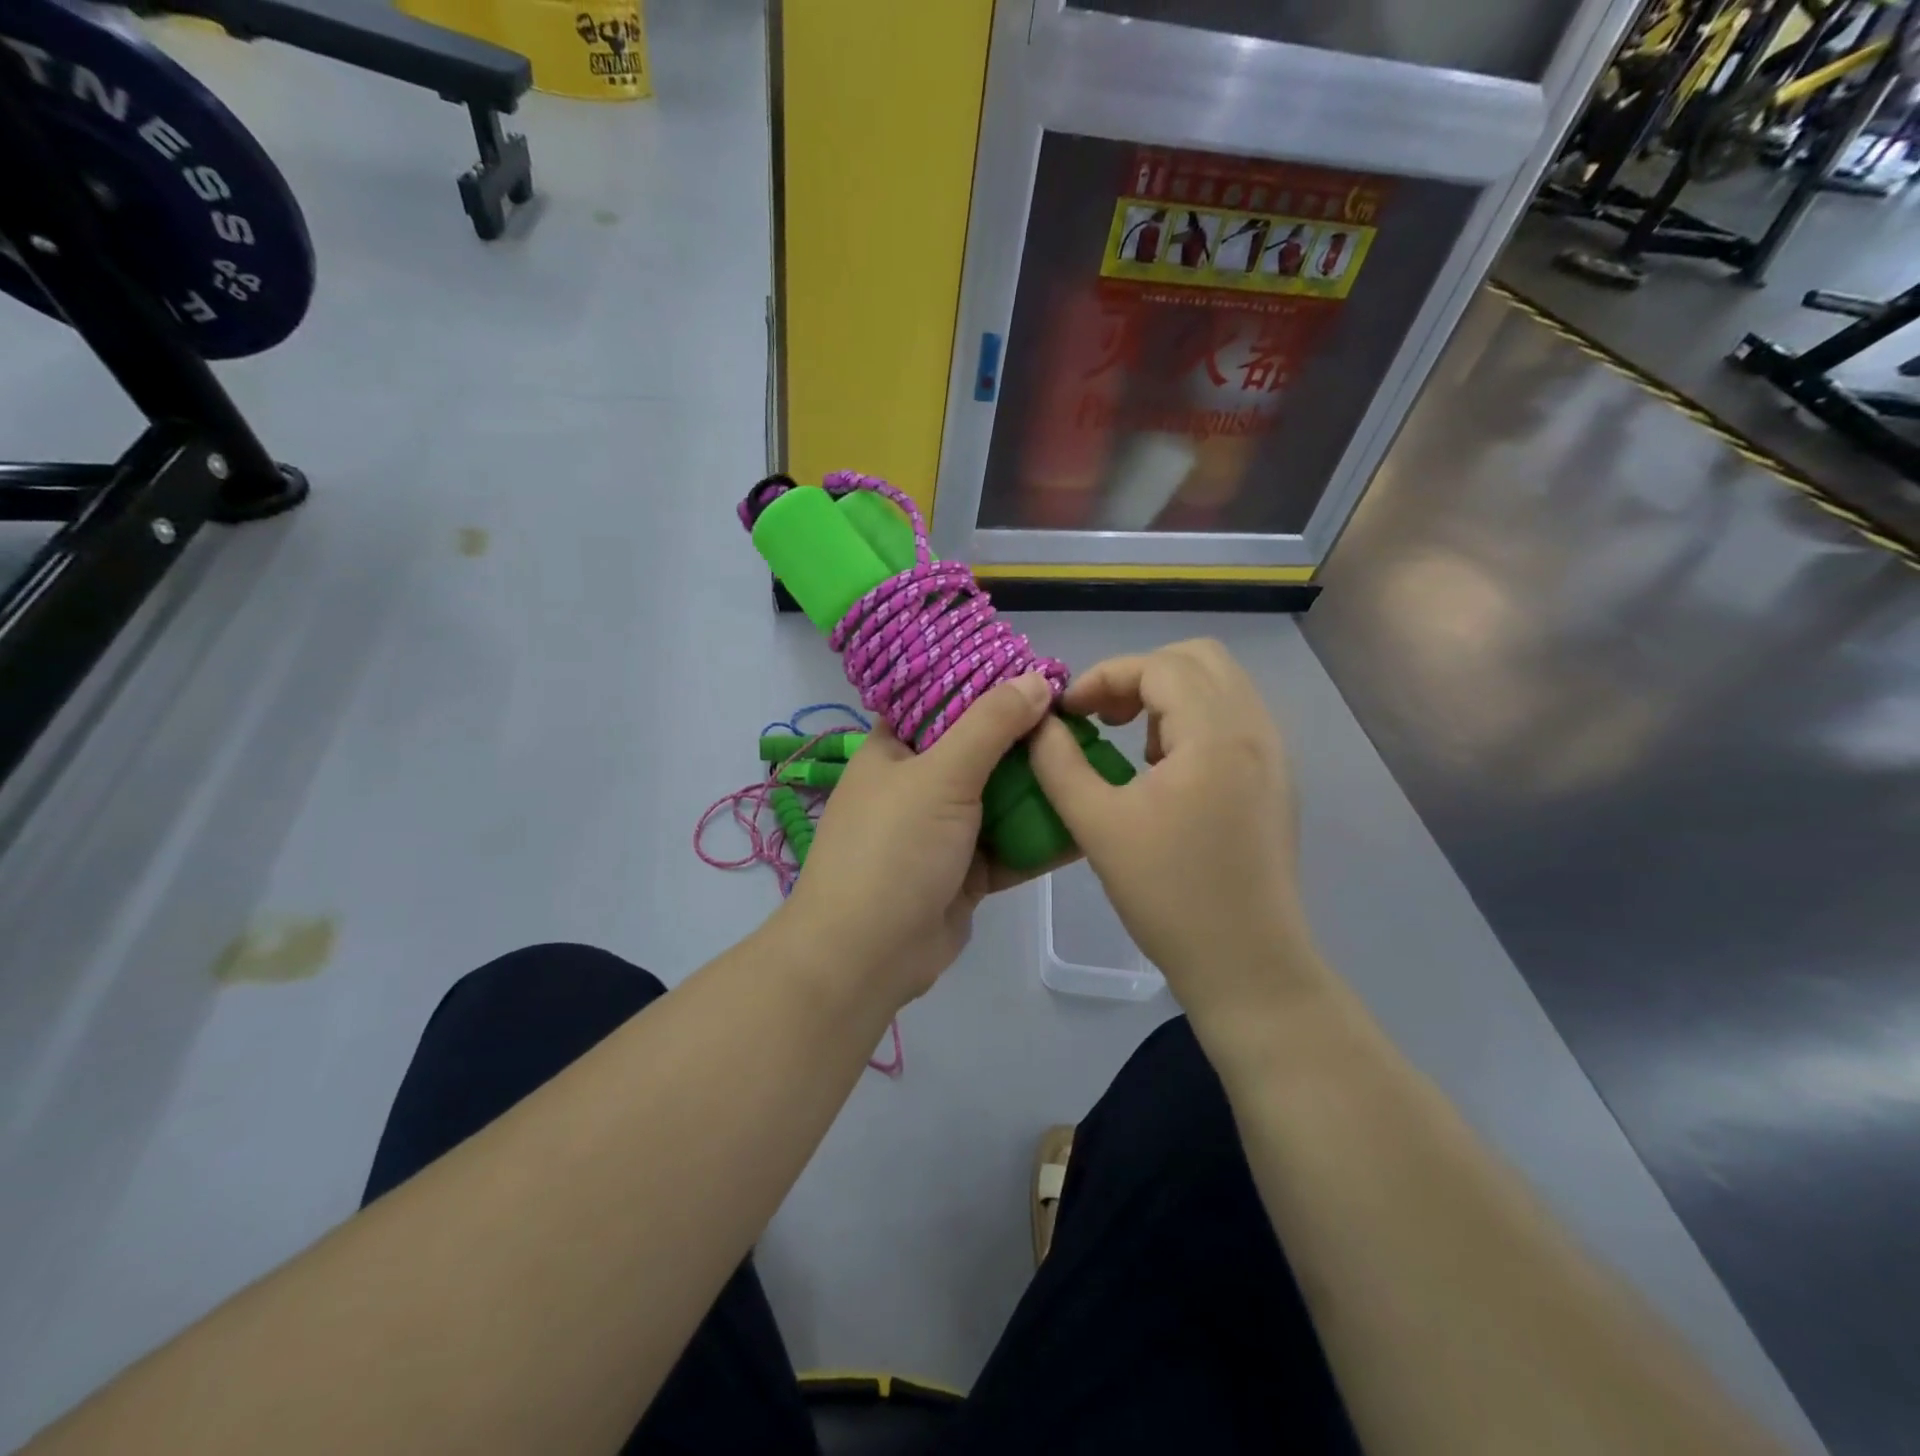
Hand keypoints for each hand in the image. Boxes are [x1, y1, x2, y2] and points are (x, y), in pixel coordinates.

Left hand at [781, 673, 1055, 1007]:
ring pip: (1000, 797)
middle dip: (1026, 738)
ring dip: (1040, 786)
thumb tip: (1035, 679)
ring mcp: (943, 830)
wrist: (867, 956)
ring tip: (1095, 761)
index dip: (986, 684)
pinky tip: (1088, 820)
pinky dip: (1042, 835)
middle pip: (979, 748)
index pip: (941, 699)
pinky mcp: (967, 870)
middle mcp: (918, 783)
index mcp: (895, 749)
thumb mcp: (941, 775)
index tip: (1039, 672)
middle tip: (1081, 718)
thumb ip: (989, 724)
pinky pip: (1011, 843)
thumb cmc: (894, 849)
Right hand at [1028, 639, 1314, 1022]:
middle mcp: (1255, 729)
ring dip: (1168, 696)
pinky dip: (1193, 721)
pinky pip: (1233, 719)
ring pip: (1220, 686)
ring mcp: (1273, 754)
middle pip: (1199, 658)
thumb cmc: (1168, 894)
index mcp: (1216, 733)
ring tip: (1133, 745)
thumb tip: (1039, 722)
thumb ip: (1059, 762)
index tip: (1068, 714)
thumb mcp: (1097, 825)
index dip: (1104, 677)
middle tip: (1104, 717)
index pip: (1158, 666)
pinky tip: (1165, 773)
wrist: (1246, 963)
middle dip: (1140, 675)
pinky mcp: (1275, 780)